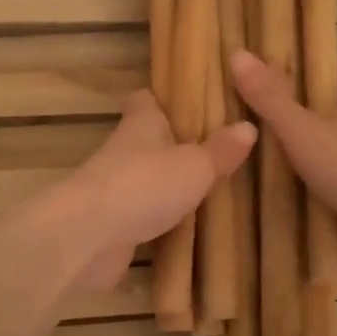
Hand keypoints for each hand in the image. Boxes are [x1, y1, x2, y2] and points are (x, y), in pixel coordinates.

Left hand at [41, 89, 255, 295]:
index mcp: (140, 124)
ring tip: (207, 187)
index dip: (163, 98)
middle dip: (173, 144)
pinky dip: (159, 218)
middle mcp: (124, 151)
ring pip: (145, 178)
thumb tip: (249, 126)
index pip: (146, 99)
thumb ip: (220, 150)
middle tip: (213, 148)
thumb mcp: (194, 165)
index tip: (188, 100)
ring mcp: (115, 189)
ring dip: (167, 183)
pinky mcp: (113, 225)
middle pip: (147, 140)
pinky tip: (186, 226)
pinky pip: (142, 215)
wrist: (87, 237)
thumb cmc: (143, 185)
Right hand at [229, 48, 336, 275]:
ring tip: (270, 171)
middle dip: (305, 129)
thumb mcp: (300, 129)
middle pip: (334, 121)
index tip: (269, 98)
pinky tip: (298, 200)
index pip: (330, 84)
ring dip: (315, 164)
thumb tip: (237, 53)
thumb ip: (269, 97)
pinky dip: (326, 192)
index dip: (302, 89)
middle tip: (261, 138)